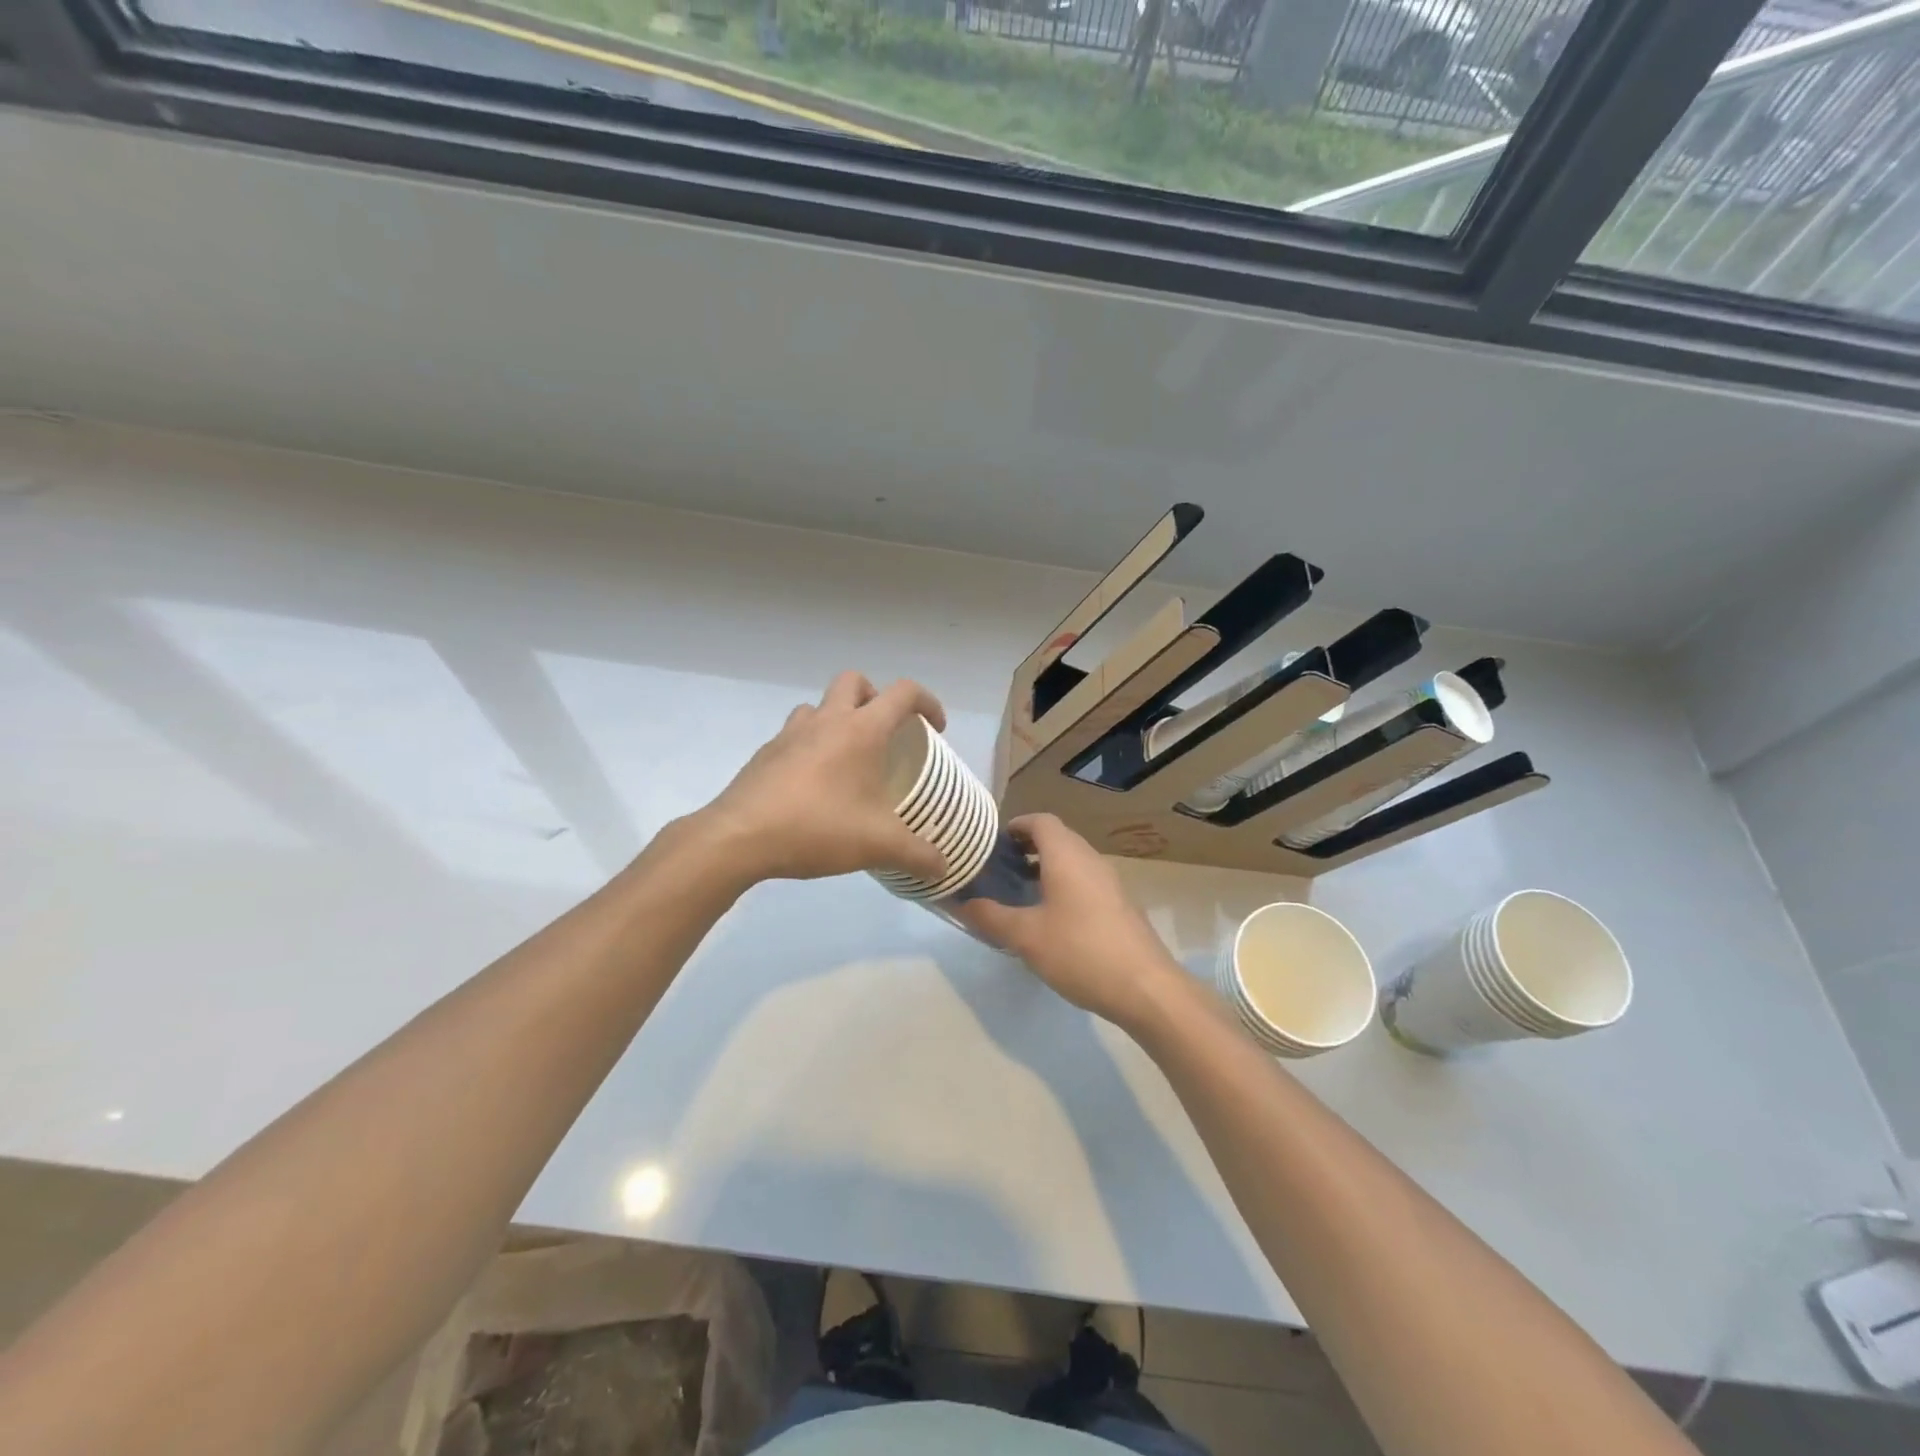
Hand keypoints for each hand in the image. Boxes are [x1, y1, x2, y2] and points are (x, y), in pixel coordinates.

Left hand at [694, 671, 951, 885]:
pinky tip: (813, 786)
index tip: (935, 729)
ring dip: (837, 719)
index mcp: (861, 730)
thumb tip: (943, 868)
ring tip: (847, 759)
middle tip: (885, 732)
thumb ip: (918, 855)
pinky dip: (810, 747)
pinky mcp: (765, 755)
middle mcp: (826, 720)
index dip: (927, 702)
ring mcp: (790, 734)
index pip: (903, 693)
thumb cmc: (818, 828)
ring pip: (819, 706)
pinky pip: (794, 736)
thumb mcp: (879, 846)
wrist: (740, 837)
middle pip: (854, 681)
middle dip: (875, 697)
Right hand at [957, 814, 1184, 1028]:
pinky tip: (1051, 919)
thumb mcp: (1026, 937)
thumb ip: (991, 917)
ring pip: (1072, 861)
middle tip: (999, 869)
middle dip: (1027, 848)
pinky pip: (1085, 882)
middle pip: (1057, 838)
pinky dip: (1064, 886)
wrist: (1146, 987)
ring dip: (1046, 868)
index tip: (992, 844)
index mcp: (1066, 856)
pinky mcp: (1120, 905)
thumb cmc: (1080, 951)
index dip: (1015, 826)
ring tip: (1020, 894)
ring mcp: (1110, 883)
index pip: (1040, 821)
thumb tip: (962, 904)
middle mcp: (1090, 860)